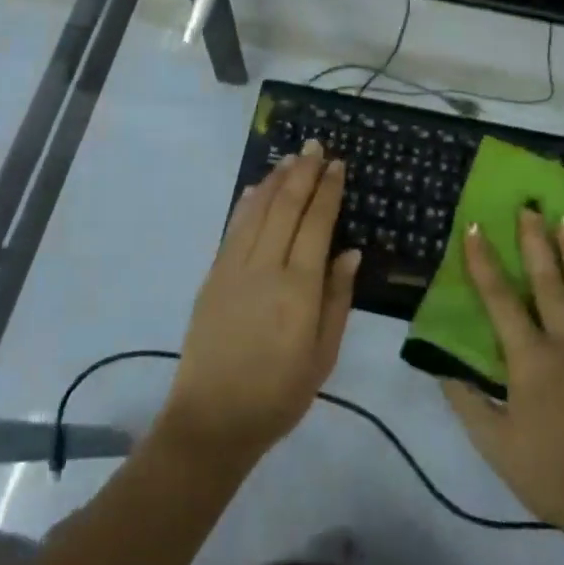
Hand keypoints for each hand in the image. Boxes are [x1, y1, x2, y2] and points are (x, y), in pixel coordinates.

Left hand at [156, 142, 360, 471]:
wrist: (212, 418)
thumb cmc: (279, 394)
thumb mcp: (323, 355)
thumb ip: (337, 299)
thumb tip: (350, 251)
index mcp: (298, 288)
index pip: (316, 224)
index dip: (328, 191)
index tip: (337, 165)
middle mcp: (265, 267)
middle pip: (286, 207)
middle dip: (302, 172)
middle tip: (315, 146)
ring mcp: (234, 267)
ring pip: (257, 210)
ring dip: (275, 180)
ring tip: (290, 158)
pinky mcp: (213, 274)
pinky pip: (233, 227)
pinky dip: (247, 203)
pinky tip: (256, 189)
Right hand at [442, 209, 563, 552]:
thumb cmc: (551, 476)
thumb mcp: (495, 445)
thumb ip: (466, 401)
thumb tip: (440, 366)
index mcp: (530, 359)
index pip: (500, 300)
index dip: (484, 262)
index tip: (475, 227)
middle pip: (548, 283)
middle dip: (535, 242)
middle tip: (530, 207)